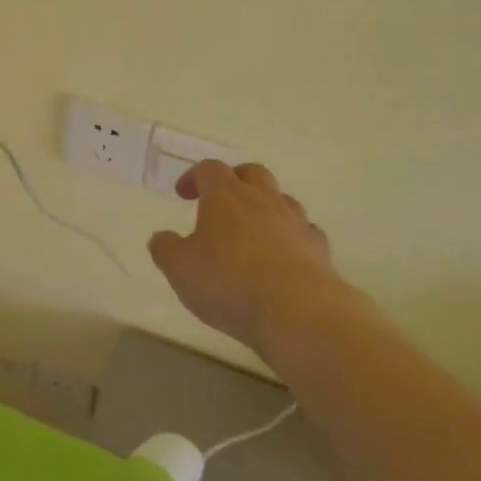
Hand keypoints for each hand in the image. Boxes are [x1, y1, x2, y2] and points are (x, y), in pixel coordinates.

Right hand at [148, 161, 349, 353]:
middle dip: (235, 181)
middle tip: (221, 202)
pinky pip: (304, 231)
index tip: (182, 193)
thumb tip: (161, 238)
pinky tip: (283, 257)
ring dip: (266, 207)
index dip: (193, 176)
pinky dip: (291, 237)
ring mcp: (295, 222)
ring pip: (282, 200)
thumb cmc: (229, 283)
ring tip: (253, 231)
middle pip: (252, 173)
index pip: (209, 169)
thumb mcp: (180, 269)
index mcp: (226, 196)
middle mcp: (263, 200)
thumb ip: (166, 249)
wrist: (298, 312)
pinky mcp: (319, 249)